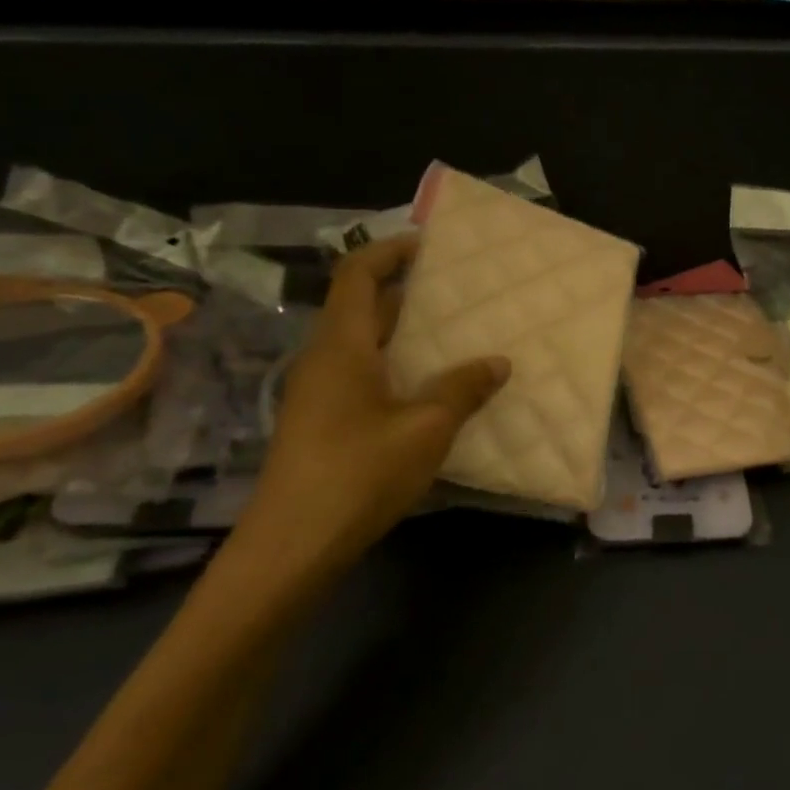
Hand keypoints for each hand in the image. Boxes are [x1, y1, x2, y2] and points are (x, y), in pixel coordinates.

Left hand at [244, 237, 509, 575]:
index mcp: (342, 346)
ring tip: (456, 334)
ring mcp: (319, 394)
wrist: (292, 546)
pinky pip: (363, 374)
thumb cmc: (359, 474)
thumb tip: (497, 362)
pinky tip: (432, 388)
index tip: (430, 243)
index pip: (357, 274)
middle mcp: (324, 360)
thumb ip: (463, 389)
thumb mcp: (426, 428)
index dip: (390, 251)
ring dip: (404, 332)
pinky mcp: (323, 423)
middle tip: (459, 291)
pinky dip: (397, 365)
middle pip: (361, 306)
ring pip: (364, 344)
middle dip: (407, 291)